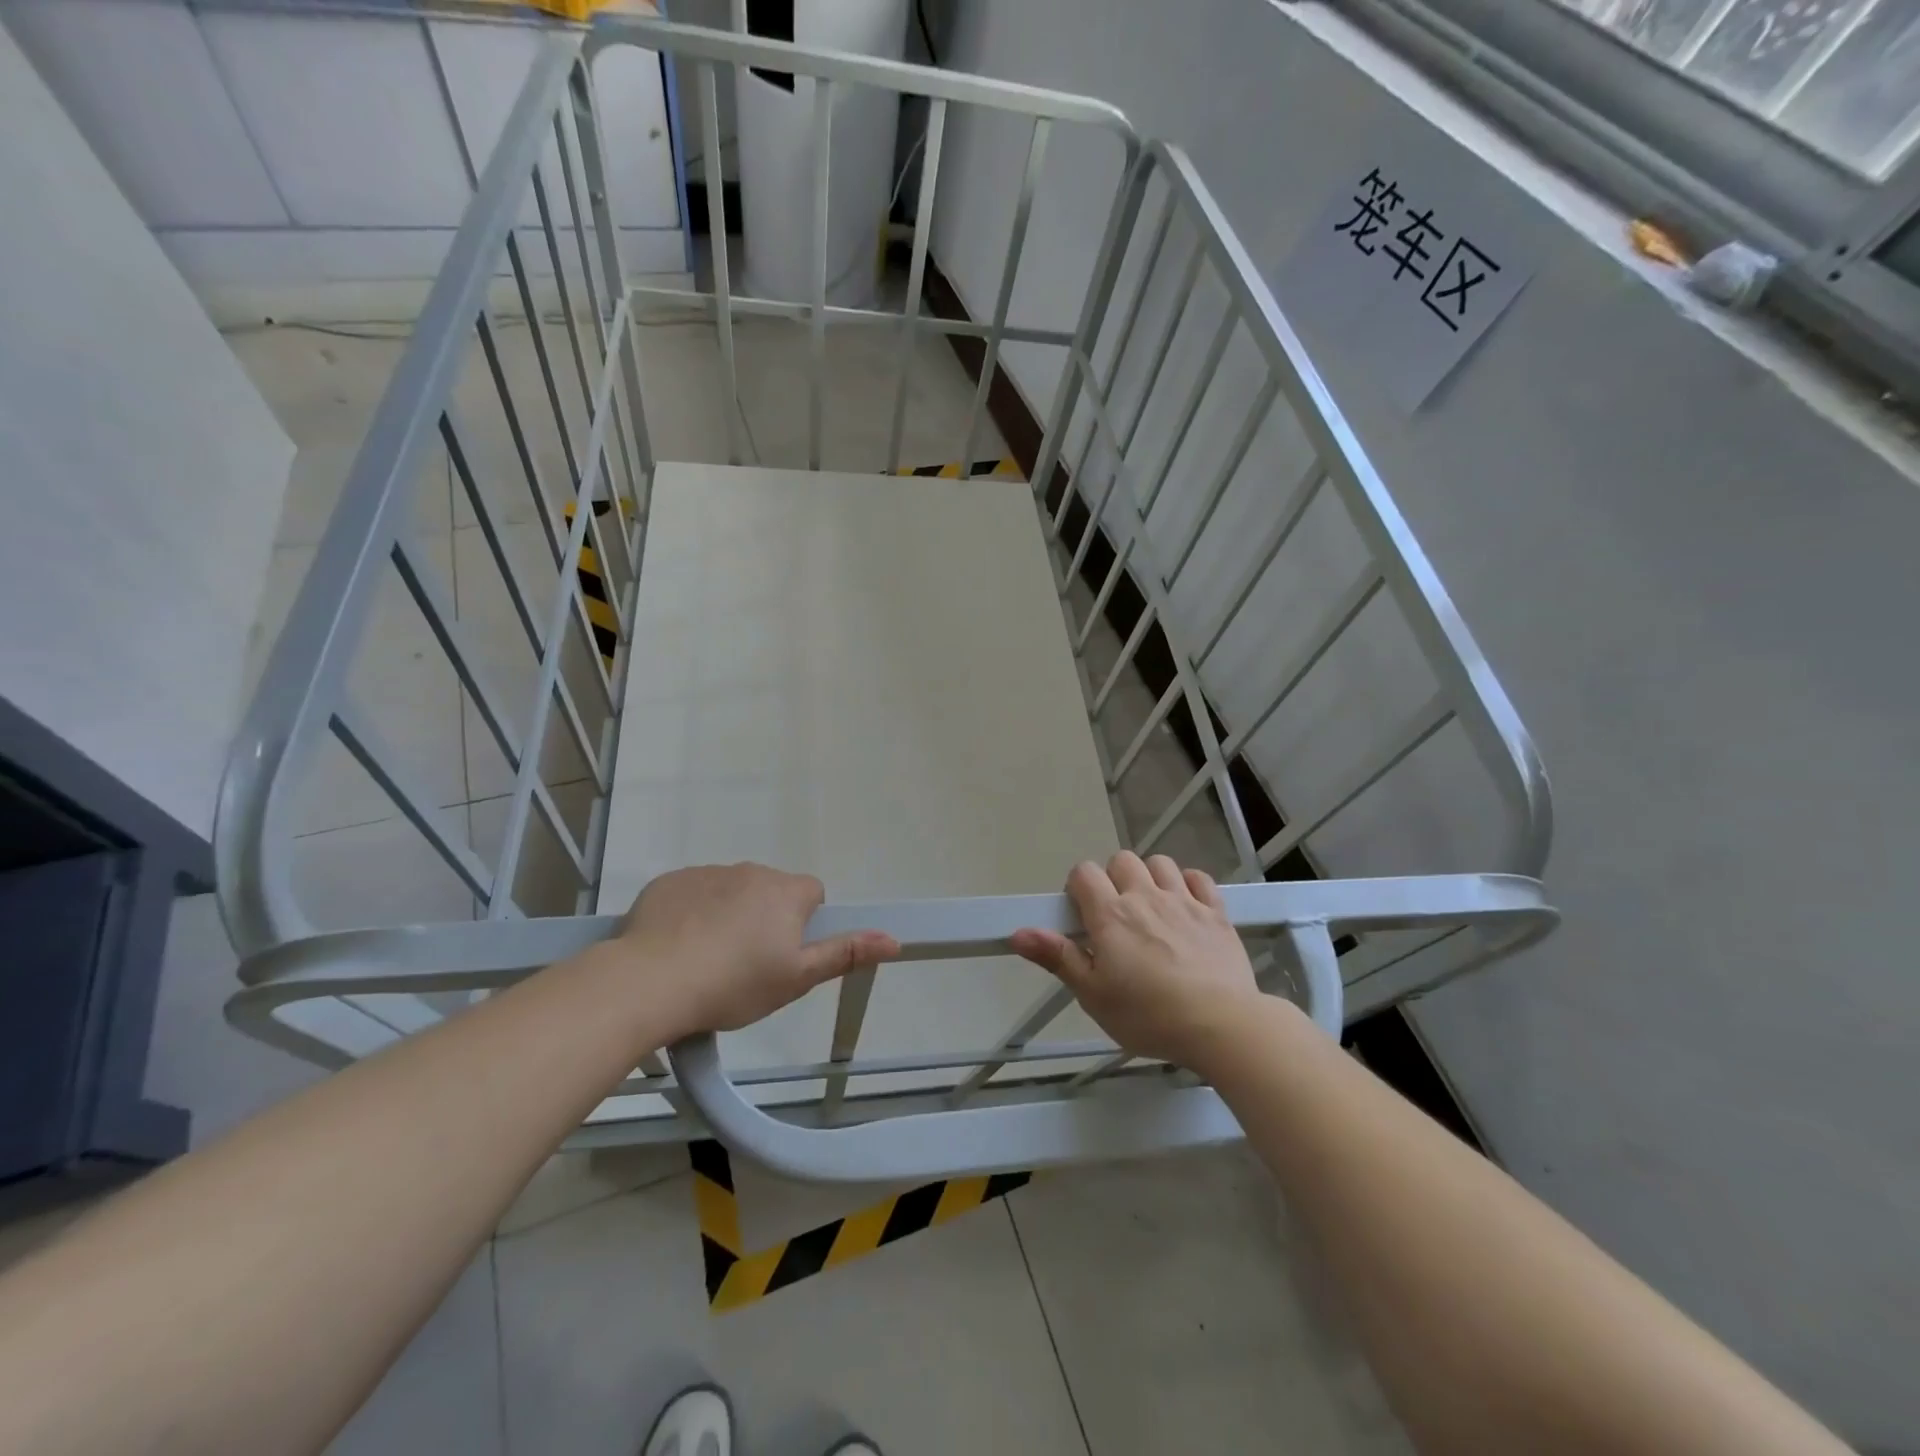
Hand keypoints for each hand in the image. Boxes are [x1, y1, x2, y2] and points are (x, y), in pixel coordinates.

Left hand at [616, 863, 898, 1037]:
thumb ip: (845, 954)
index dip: (804, 924)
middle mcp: (750, 871)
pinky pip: (693, 893)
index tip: (785, 955)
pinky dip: (692, 914)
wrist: (650, 982)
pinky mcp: (670, 882)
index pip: (813, 894)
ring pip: (731, 892)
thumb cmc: (734, 984)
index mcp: (785, 892)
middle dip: (766, 919)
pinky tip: (677, 947)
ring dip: (729, 915)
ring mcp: (707, 873)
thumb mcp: (797, 978)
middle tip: (747, 965)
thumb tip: (894, 939)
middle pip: (771, 892)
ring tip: (707, 960)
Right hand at [1011, 852, 1262, 1069]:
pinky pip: (1199, 878)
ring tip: (1150, 907)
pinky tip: (1185, 905)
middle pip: (1122, 860)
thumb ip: (1057, 957)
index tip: (1082, 915)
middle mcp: (1145, 897)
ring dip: (1150, 876)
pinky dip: (1189, 884)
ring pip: (1160, 863)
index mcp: (1111, 915)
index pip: (1084, 873)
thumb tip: (1017, 932)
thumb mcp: (1093, 995)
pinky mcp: (1216, 912)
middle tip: (1116, 915)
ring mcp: (1184, 901)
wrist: (1221, 1025)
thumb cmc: (1148, 1015)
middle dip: (1114, 878)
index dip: (1078, 887)